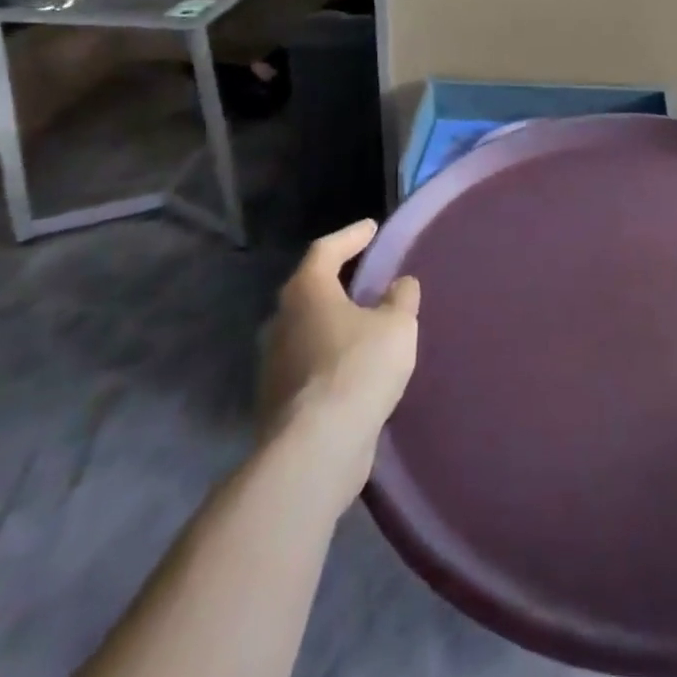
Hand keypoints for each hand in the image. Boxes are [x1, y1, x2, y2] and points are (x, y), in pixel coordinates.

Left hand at [260, 221, 419, 473]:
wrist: (316, 448)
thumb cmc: (358, 368)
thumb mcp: (397, 325)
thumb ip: (401, 298)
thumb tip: (399, 285)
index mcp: (307, 292)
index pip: (326, 250)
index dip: (351, 236)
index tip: (372, 228)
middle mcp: (282, 321)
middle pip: (311, 289)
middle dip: (339, 280)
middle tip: (367, 275)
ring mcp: (275, 363)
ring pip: (309, 328)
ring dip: (335, 321)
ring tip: (367, 322)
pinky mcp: (279, 398)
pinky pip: (310, 362)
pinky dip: (333, 354)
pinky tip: (356, 364)